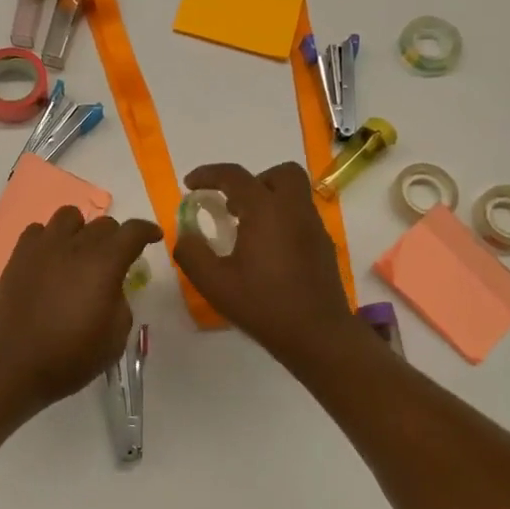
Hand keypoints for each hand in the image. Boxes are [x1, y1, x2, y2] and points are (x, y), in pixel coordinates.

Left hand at [0, 207, 162, 417]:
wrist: (14, 364)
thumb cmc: (70, 356)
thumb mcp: (114, 337)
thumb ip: (120, 303)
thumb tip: (110, 288)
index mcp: (104, 263)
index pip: (132, 232)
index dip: (147, 231)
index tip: (154, 237)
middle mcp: (74, 246)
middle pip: (102, 223)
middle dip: (115, 238)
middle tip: (114, 261)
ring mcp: (43, 248)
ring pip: (68, 216)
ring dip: (80, 230)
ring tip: (79, 253)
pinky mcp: (18, 257)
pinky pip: (37, 230)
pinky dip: (49, 239)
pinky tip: (50, 260)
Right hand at [172, 162, 354, 366]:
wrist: (317, 335)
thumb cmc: (263, 306)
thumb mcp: (214, 283)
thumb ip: (192, 253)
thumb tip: (185, 235)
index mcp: (266, 211)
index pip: (235, 176)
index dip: (208, 174)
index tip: (190, 184)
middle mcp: (294, 210)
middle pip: (280, 174)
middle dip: (253, 180)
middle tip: (232, 205)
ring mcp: (314, 228)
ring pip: (294, 194)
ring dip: (268, 200)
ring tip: (246, 229)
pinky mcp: (324, 247)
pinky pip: (301, 217)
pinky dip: (281, 220)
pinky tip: (267, 252)